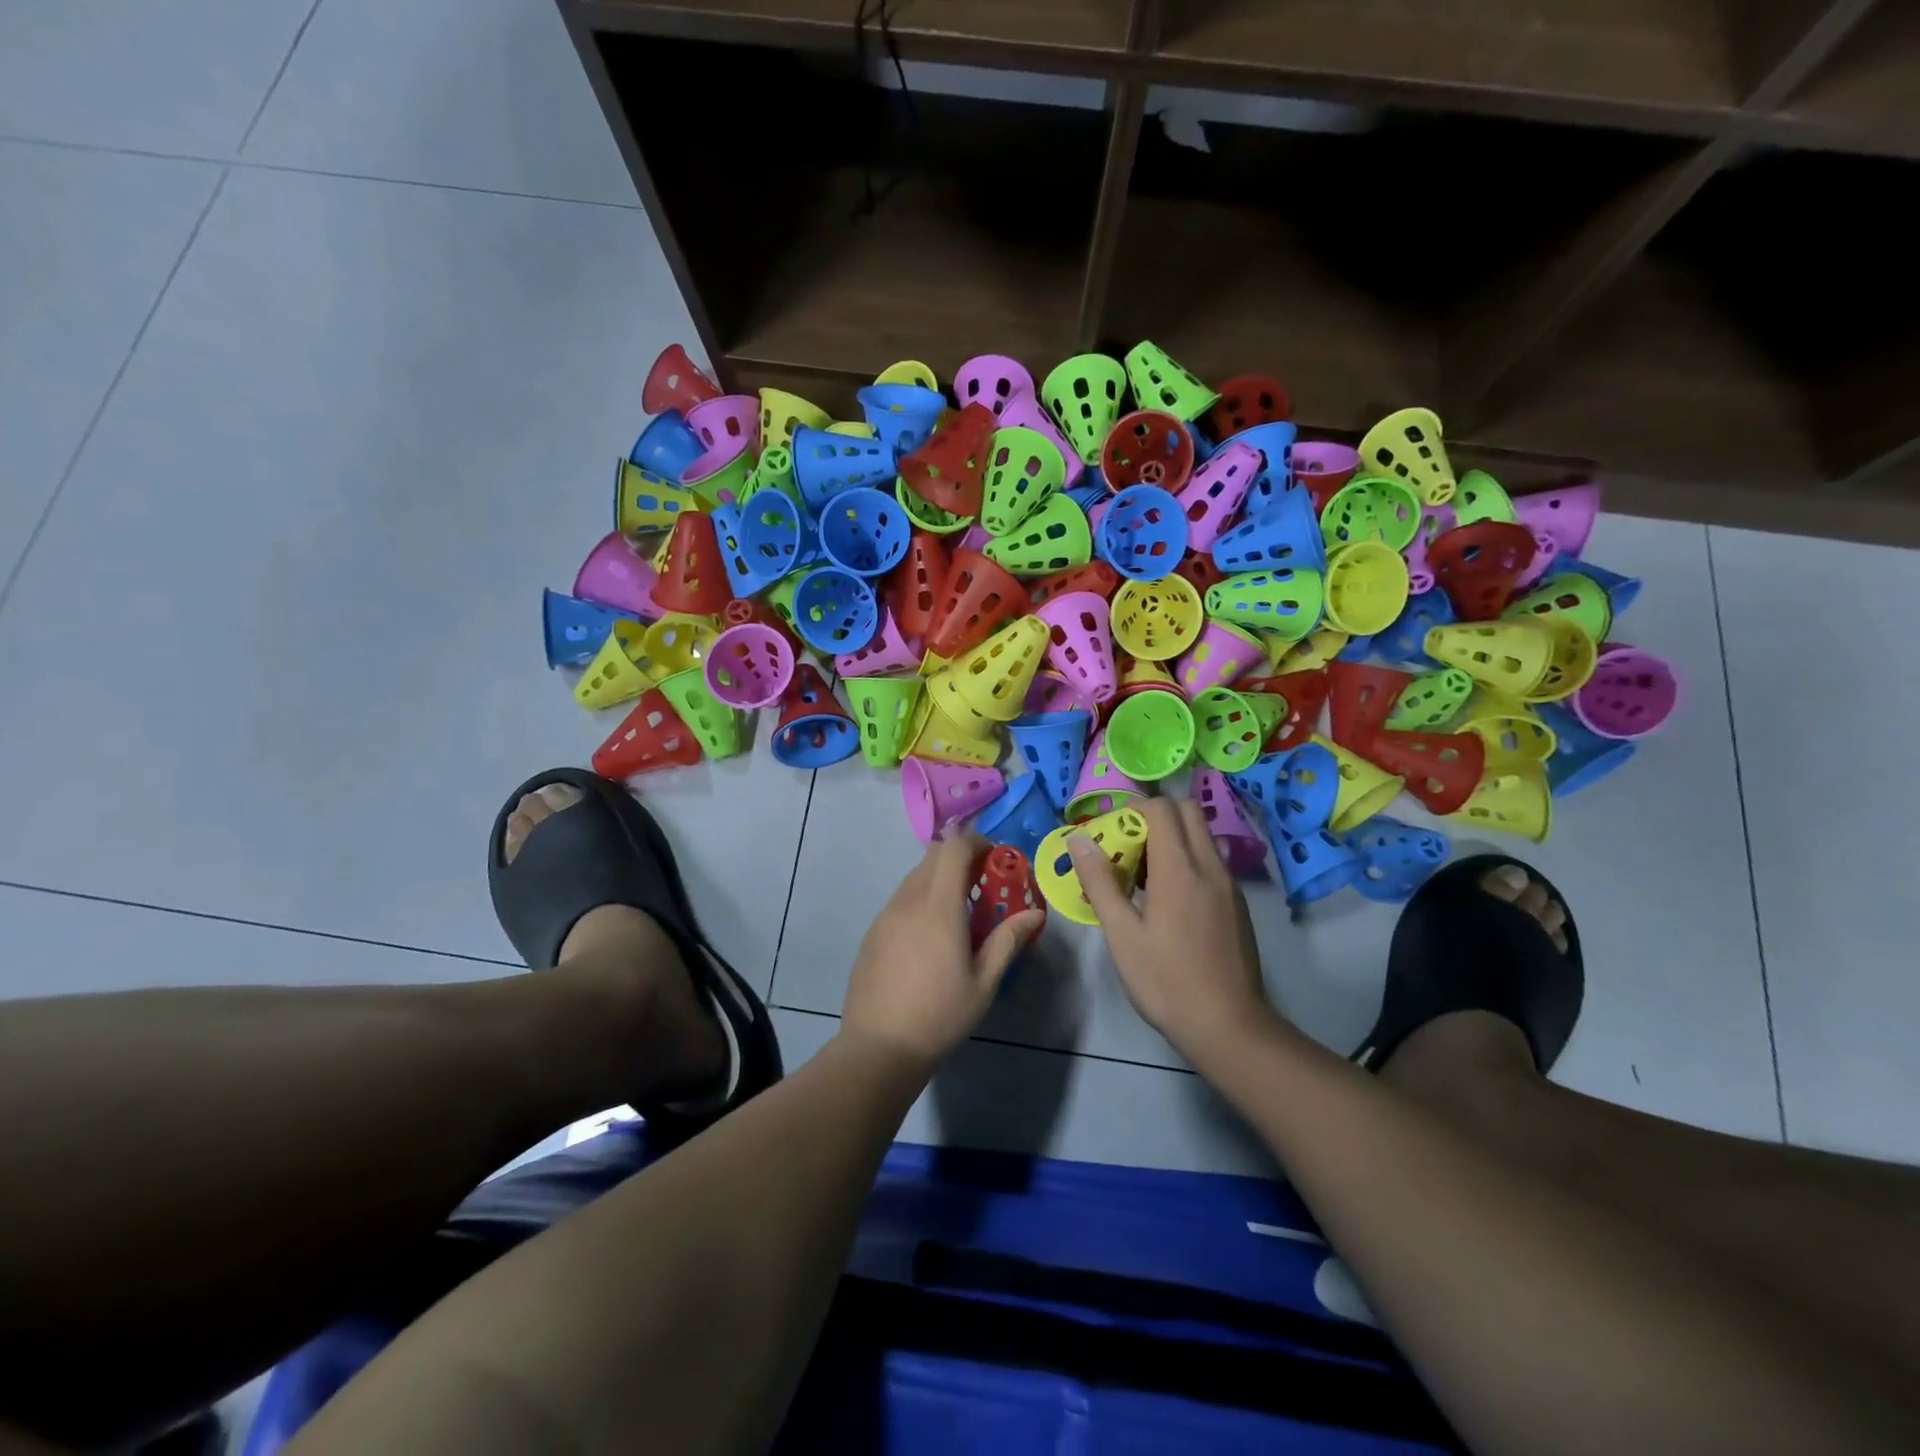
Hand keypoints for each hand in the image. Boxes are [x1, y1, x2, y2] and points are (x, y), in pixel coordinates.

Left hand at [841, 833, 1043, 1070]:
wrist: (879, 1048)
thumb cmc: (940, 1015)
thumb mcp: (984, 982)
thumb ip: (1009, 940)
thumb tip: (1036, 913)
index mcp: (938, 906)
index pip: (953, 847)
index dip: (977, 843)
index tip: (996, 861)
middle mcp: (908, 900)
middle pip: (933, 855)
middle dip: (961, 858)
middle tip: (983, 885)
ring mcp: (885, 914)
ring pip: (915, 876)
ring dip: (940, 878)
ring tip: (960, 912)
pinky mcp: (873, 931)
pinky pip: (901, 898)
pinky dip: (921, 898)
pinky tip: (932, 935)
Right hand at [1069, 797, 1273, 1061]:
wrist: (1229, 1026)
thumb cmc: (1166, 980)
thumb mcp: (1122, 934)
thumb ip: (1100, 881)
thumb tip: (1078, 838)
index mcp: (1179, 868)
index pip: (1162, 808)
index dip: (1133, 810)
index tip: (1112, 836)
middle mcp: (1210, 866)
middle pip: (1188, 812)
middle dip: (1156, 817)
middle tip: (1128, 849)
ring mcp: (1229, 885)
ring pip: (1202, 837)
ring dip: (1173, 839)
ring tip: (1144, 877)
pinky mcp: (1238, 905)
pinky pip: (1211, 863)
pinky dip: (1188, 862)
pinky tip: (1169, 902)